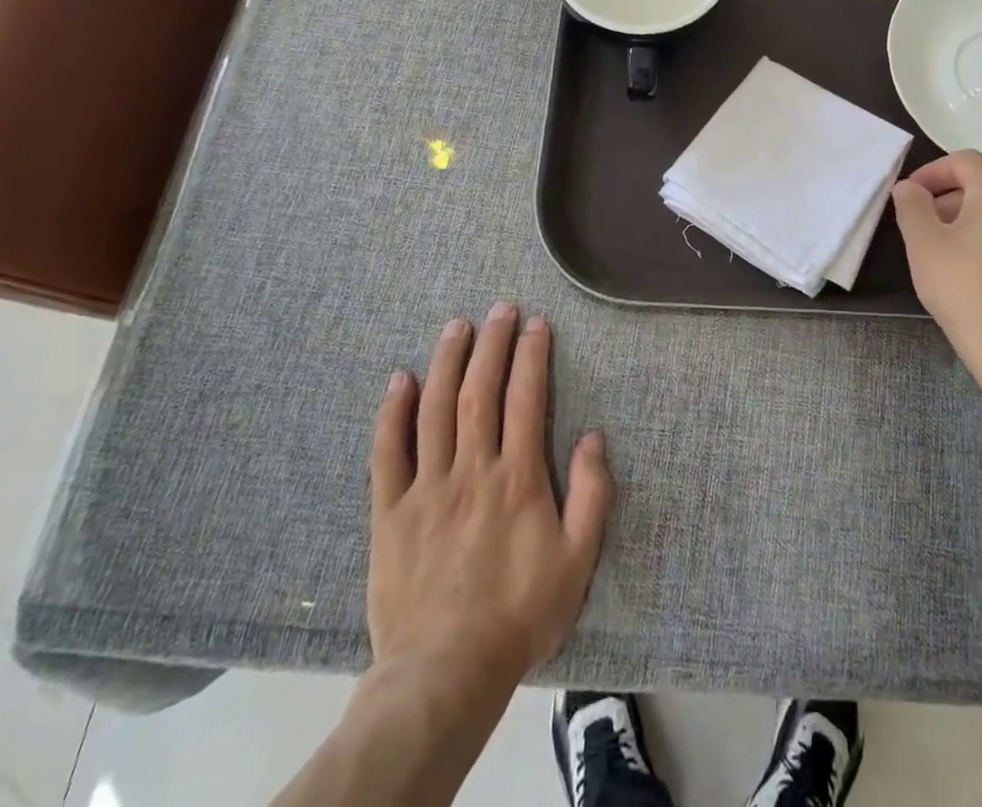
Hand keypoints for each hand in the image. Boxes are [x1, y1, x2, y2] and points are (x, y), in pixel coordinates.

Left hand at [368, 302, 613, 691]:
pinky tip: (400, 380)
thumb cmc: (519, 615)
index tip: (536, 324)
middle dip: (491, 344)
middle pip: (479, 391)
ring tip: (456, 326)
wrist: (444, 673)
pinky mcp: (390, 512)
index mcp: (517, 478)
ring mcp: (427, 488)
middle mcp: (471, 470)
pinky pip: (387, 453)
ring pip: (435, 409)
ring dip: (447, 362)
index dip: (531, 355)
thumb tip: (593, 437)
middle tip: (499, 308)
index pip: (525, 398)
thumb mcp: (577, 560)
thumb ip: (592, 495)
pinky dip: (392, 413)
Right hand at [892, 151, 981, 406]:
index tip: (910, 196)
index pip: (964, 161)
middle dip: (954, 200)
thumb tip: (909, 187)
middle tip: (927, 228)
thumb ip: (912, 206)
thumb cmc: (966, 290)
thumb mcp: (923, 245)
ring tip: (955, 256)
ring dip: (979, 223)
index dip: (932, 173)